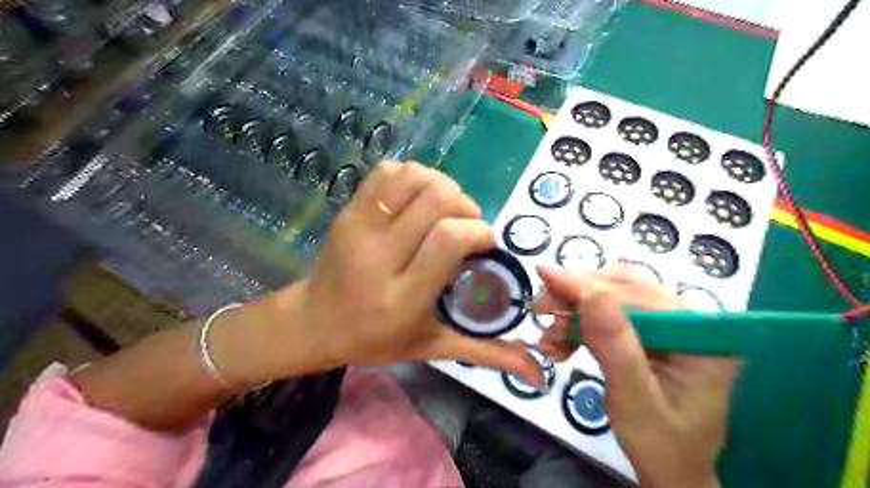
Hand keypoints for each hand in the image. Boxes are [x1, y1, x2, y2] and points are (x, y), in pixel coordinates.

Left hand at [217, 159, 541, 387]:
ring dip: (441, 186)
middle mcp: (379, 255)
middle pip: (435, 199)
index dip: (478, 231)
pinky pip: (387, 171)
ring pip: (413, 178)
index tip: (484, 243)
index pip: (449, 239)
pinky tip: (418, 199)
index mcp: (403, 296)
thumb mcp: (430, 348)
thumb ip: (484, 353)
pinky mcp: (347, 210)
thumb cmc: (376, 338)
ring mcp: (359, 227)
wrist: (314, 321)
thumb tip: (535, 370)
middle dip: (465, 205)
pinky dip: (412, 176)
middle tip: (466, 225)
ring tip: (445, 209)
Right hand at [535, 263, 735, 486]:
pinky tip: (559, 340)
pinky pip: (606, 314)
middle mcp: (687, 321)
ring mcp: (666, 325)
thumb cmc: (661, 446)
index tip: (545, 276)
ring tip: (548, 334)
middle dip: (578, 294)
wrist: (670, 470)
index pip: (640, 295)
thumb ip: (615, 347)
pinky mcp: (646, 332)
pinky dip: (578, 322)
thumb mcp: (635, 401)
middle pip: (625, 286)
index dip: (589, 285)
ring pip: (611, 295)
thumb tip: (590, 295)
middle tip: (540, 306)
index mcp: (701, 336)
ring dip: (574, 308)